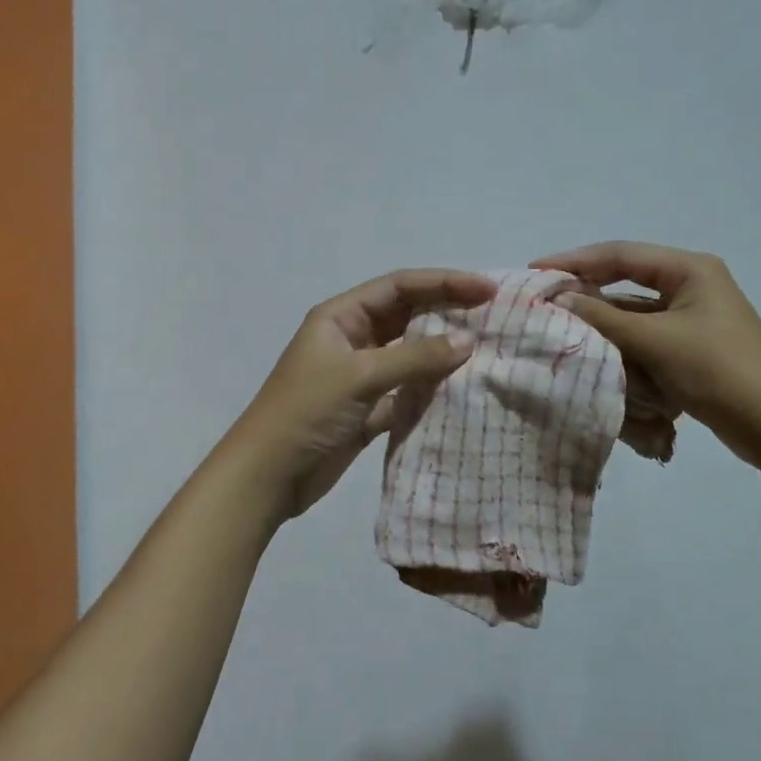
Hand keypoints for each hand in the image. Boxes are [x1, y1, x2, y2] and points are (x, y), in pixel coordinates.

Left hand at [226, 269, 496, 520]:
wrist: (267, 477)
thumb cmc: (306, 413)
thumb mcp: (359, 376)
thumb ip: (415, 357)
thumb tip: (468, 341)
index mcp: (341, 317)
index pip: (400, 286)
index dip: (443, 282)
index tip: (486, 290)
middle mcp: (352, 339)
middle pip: (407, 316)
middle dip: (447, 312)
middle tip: (494, 317)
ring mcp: (360, 375)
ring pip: (410, 353)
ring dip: (442, 351)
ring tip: (487, 350)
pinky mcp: (367, 409)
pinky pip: (407, 390)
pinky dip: (431, 389)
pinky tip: (462, 390)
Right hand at [531, 242, 760, 464]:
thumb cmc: (718, 371)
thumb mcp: (655, 341)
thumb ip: (603, 318)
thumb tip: (558, 298)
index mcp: (690, 269)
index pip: (621, 255)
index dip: (575, 261)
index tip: (536, 272)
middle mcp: (692, 286)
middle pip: (626, 283)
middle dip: (588, 296)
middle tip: (545, 302)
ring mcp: (693, 319)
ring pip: (634, 315)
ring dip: (605, 327)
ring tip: (564, 333)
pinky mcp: (692, 349)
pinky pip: (647, 340)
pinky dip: (624, 349)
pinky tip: (599, 360)